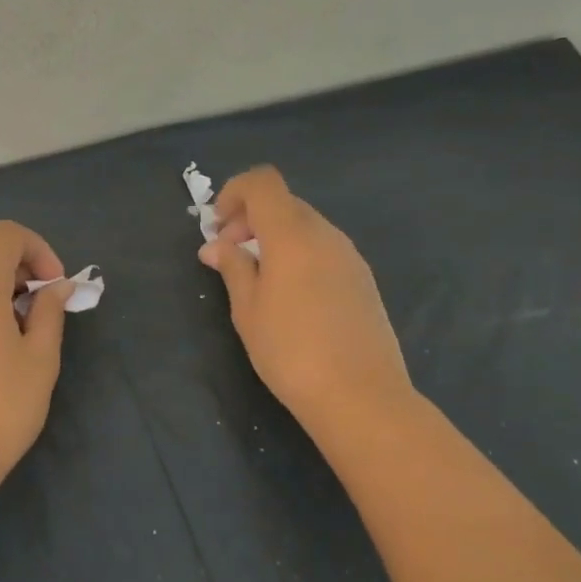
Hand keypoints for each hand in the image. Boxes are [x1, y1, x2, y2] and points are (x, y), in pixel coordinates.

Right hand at [198, 166, 411, 428]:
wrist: (363, 398)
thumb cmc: (291, 351)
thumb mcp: (247, 309)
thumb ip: (233, 267)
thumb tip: (216, 246)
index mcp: (292, 234)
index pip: (263, 182)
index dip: (234, 192)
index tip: (218, 226)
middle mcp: (325, 234)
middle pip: (283, 203)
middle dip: (250, 219)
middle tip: (229, 256)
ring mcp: (350, 256)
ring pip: (304, 226)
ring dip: (274, 238)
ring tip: (256, 279)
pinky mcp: (363, 280)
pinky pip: (323, 249)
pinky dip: (298, 254)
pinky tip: (290, 296)